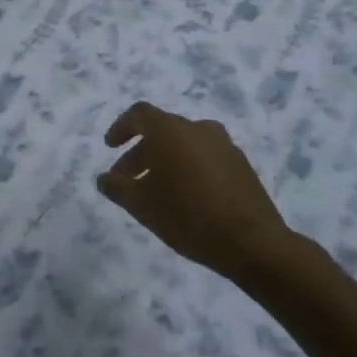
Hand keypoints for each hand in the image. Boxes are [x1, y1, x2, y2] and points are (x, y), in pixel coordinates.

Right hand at [98, 102, 293, 280]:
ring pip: (185, 145)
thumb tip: (104, 178)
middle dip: (140, 152)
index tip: (110, 147)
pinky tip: (186, 197)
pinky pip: (205, 158)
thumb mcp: (141, 205)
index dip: (121, 128)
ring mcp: (224, 145)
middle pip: (162, 131)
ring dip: (165, 161)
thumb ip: (117, 187)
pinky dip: (189, 168)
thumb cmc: (188, 216)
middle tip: (127, 179)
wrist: (253, 242)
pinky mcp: (242, 165)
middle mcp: (198, 128)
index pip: (139, 114)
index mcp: (171, 130)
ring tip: (156, 191)